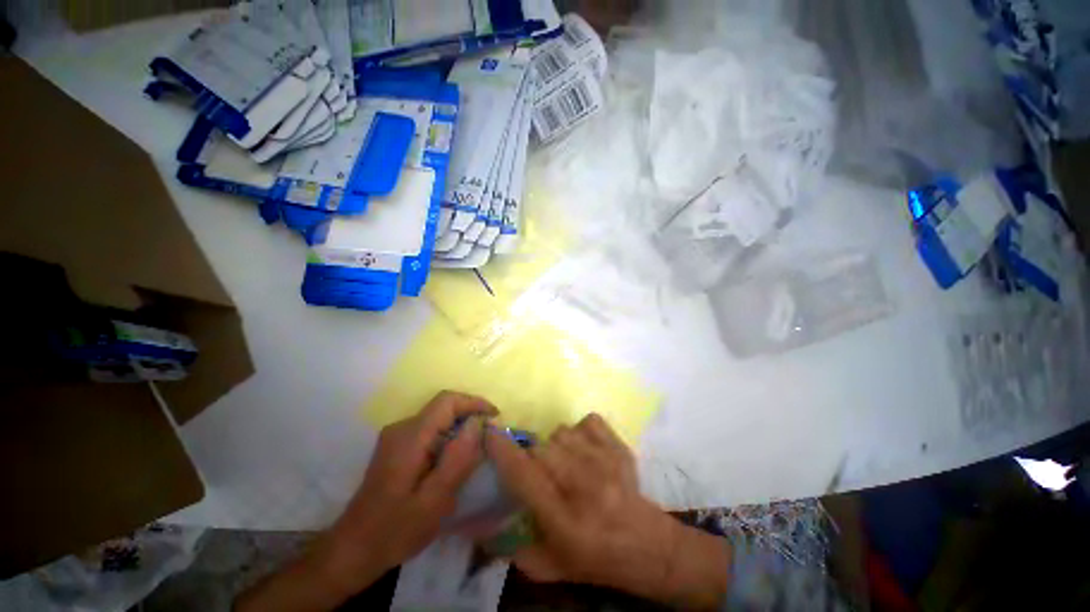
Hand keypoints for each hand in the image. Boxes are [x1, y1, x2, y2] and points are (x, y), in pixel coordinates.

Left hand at [319, 391, 496, 590]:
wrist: (353, 550)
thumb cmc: (396, 530)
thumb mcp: (435, 499)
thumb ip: (458, 458)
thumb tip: (479, 422)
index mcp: (410, 436)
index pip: (447, 401)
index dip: (475, 402)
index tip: (496, 417)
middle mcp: (402, 428)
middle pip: (443, 407)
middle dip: (470, 415)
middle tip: (490, 437)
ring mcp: (396, 437)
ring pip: (438, 418)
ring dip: (460, 426)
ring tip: (478, 448)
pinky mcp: (396, 447)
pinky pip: (430, 430)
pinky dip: (448, 436)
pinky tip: (455, 458)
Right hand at [486, 414, 729, 609]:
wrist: (648, 546)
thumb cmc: (595, 559)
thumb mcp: (549, 566)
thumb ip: (511, 547)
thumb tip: (476, 526)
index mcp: (564, 520)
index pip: (525, 475)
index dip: (503, 450)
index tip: (490, 431)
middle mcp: (585, 485)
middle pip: (542, 447)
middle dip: (532, 455)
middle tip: (540, 472)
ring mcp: (606, 462)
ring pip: (562, 432)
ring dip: (555, 445)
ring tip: (565, 463)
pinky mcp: (619, 447)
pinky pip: (587, 421)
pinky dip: (580, 430)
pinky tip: (584, 449)